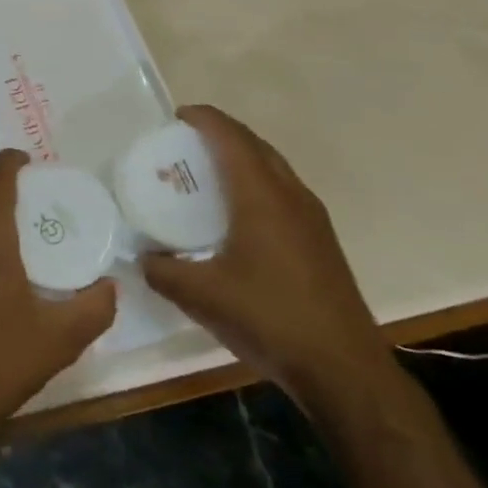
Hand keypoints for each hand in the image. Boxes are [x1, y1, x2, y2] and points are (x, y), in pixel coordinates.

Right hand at [140, 106, 389, 397]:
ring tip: (209, 173)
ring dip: (242, 157)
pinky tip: (238, 215)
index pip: (230, 137)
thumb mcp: (201, 296)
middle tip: (186, 143)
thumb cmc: (270, 319)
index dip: (203, 118)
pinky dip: (257, 183)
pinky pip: (283, 191)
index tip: (176, 116)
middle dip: (221, 133)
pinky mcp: (321, 241)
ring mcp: (312, 218)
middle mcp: (291, 195)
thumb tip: (142, 258)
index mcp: (261, 196)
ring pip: (273, 167)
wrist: (344, 371)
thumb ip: (163, 271)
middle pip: (255, 144)